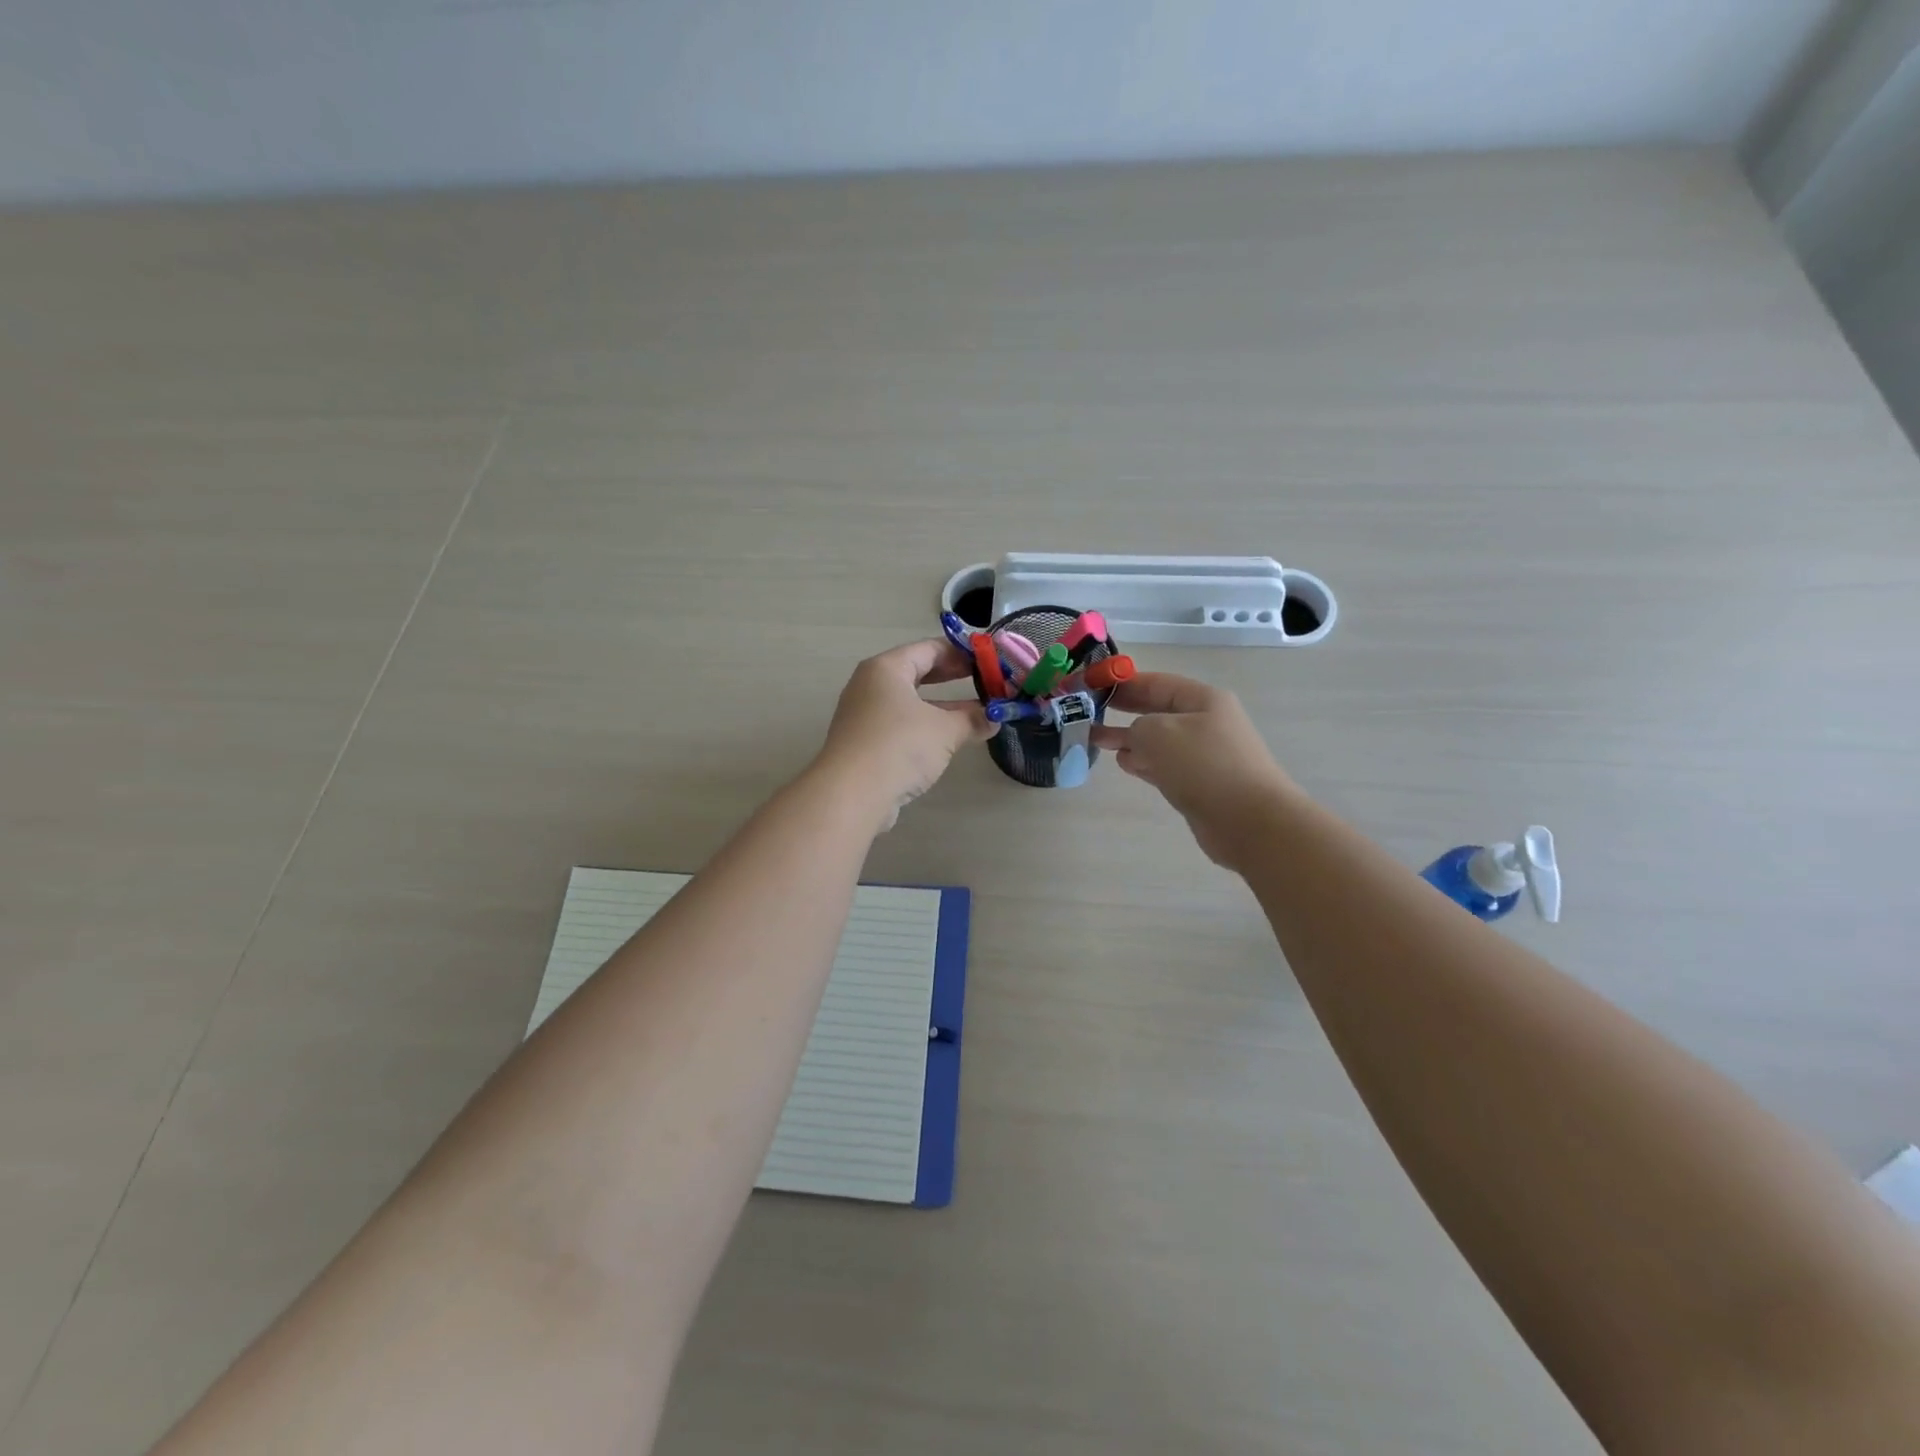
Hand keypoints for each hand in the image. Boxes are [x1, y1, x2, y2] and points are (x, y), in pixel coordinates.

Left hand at [815, 640, 994, 829]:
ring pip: (910, 701)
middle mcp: (870, 685)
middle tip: (985, 682)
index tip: (990, 660)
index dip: (962, 653)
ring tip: (976, 712)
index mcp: (886, 669)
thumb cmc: (899, 746)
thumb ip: (973, 720)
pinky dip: (926, 726)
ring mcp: (864, 715)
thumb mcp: (945, 730)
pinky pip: (901, 724)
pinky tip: (948, 739)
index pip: (929, 648)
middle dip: (952, 677)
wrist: (851, 795)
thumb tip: (996, 718)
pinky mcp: (864, 743)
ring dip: (942, 706)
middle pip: (917, 672)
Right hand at [1091, 673, 1297, 868]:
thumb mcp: (1158, 733)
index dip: (1124, 683)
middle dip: (1125, 711)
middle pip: (1158, 711)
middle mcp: (1206, 723)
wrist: (1249, 821)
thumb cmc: (1204, 766)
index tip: (1094, 686)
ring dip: (1130, 739)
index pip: (1157, 683)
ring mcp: (1205, 755)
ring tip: (1098, 740)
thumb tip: (1133, 739)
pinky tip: (1123, 763)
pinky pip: (1165, 765)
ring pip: (1159, 740)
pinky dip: (1143, 762)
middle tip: (1091, 712)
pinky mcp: (1200, 784)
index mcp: (1203, 700)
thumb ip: (1136, 727)